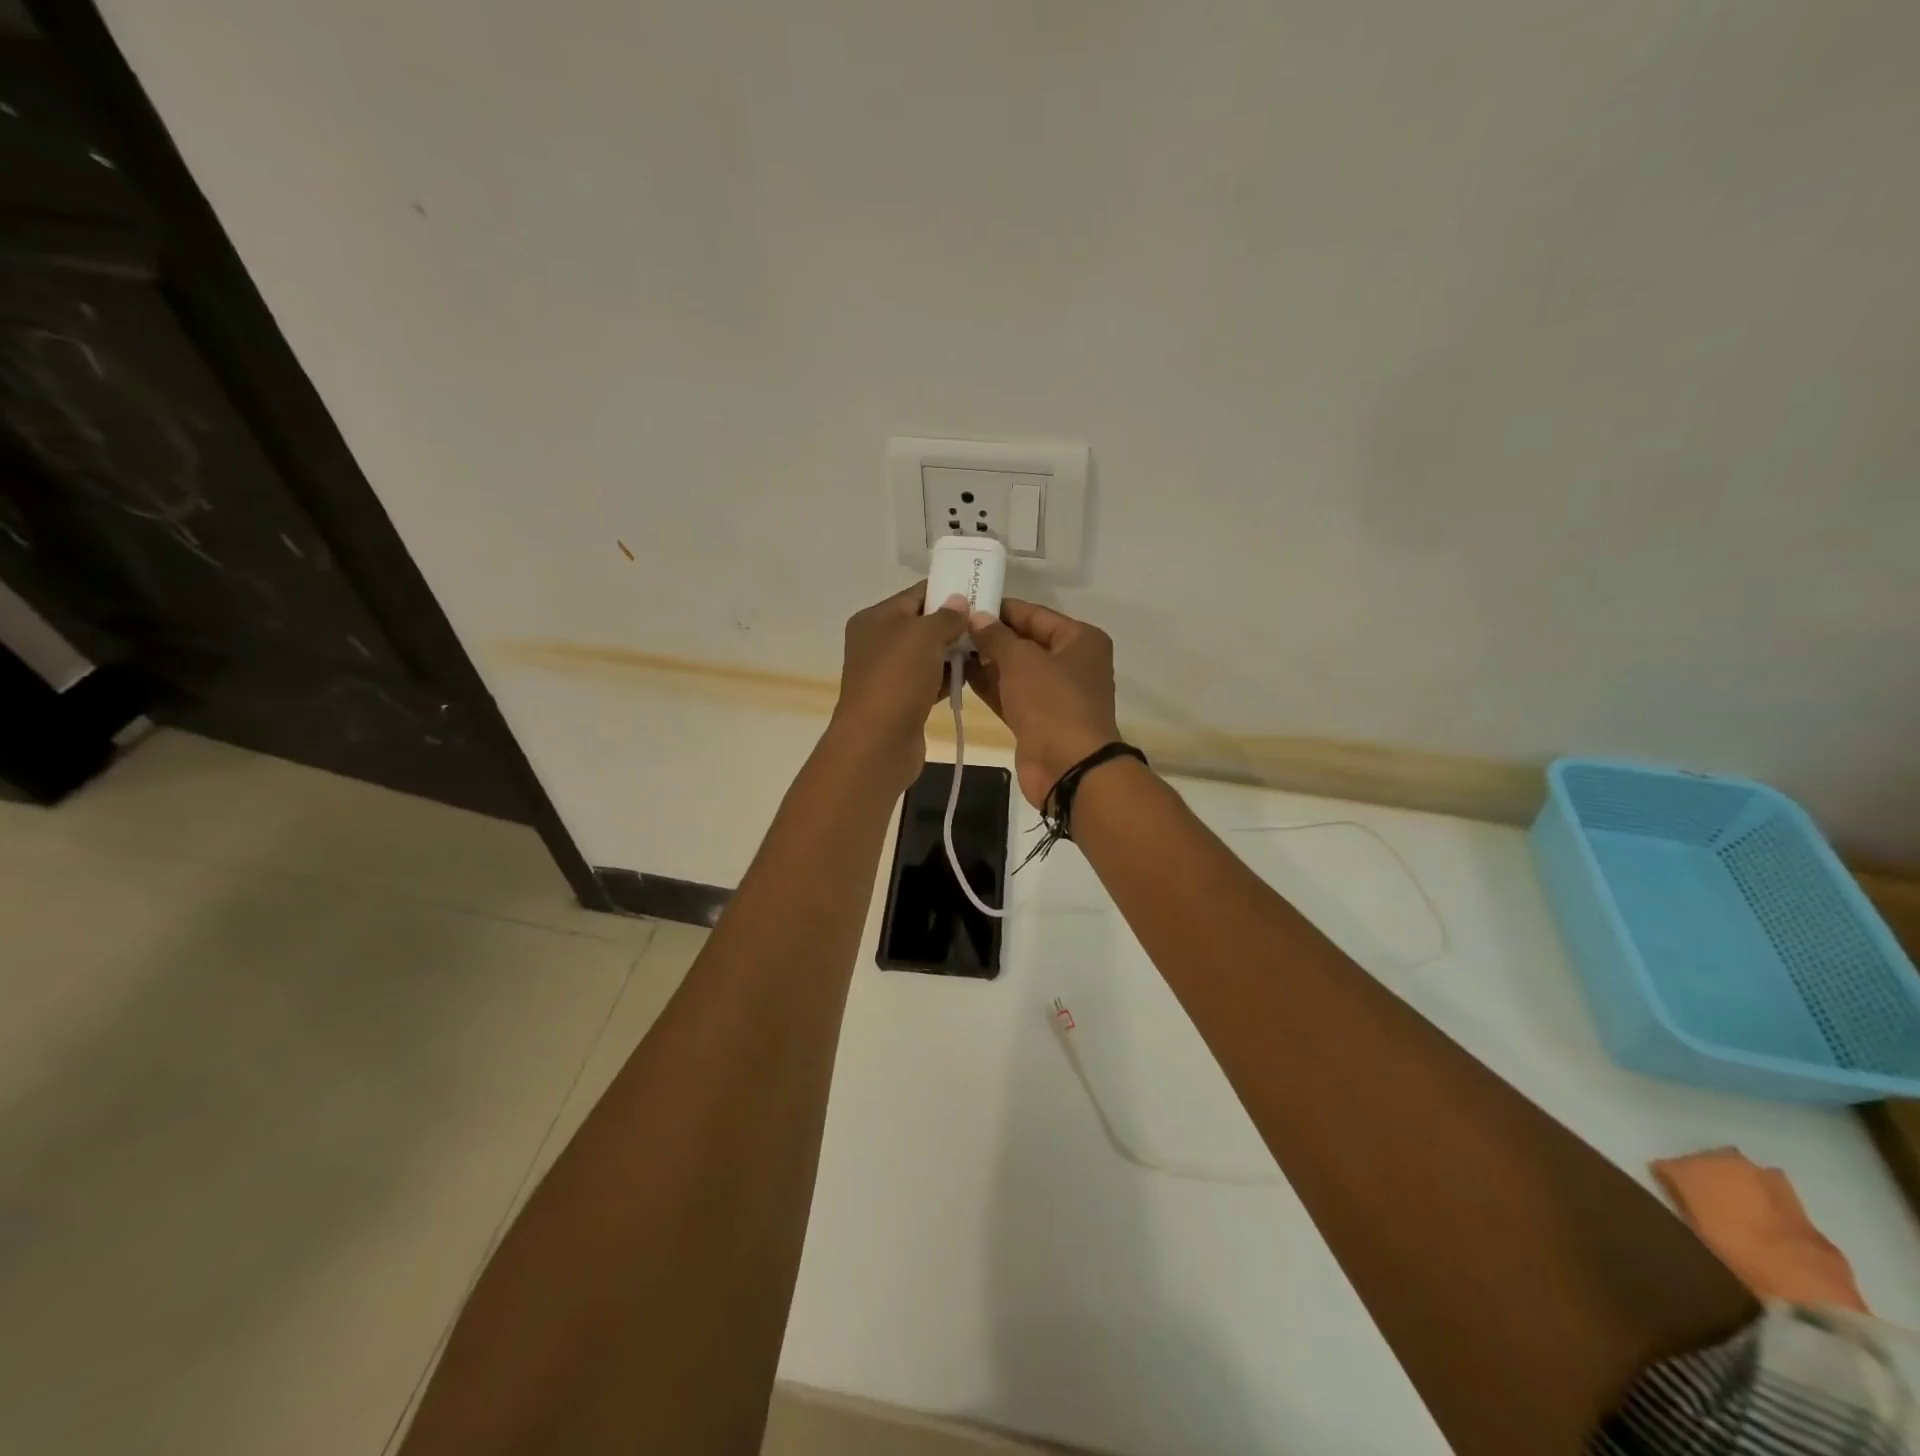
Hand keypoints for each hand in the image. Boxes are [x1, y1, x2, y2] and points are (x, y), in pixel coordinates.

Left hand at [828, 583, 969, 793]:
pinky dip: (948, 678)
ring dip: (954, 652)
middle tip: (989, 622)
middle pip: (922, 625)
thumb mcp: (924, 635)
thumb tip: (959, 602)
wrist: (878, 742)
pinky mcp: (901, 701)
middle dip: (954, 624)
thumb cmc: (898, 679)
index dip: (947, 591)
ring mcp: (888, 674)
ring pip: (928, 655)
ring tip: (987, 648)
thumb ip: (946, 616)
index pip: (916, 595)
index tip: (979, 591)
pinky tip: (972, 676)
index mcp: (875, 619)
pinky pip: (929, 681)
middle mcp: (877, 643)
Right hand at [964, 600, 1120, 809]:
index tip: (966, 602)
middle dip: (991, 636)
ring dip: (985, 662)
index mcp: (1080, 640)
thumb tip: (977, 618)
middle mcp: (1071, 663)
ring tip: (948, 648)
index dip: (1001, 609)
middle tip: (951, 626)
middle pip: (1025, 642)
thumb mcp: (1022, 660)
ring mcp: (1055, 694)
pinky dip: (989, 686)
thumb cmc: (1052, 702)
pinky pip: (1010, 695)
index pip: (1035, 614)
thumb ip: (996, 636)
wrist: (1069, 767)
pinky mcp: (1038, 720)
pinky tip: (959, 674)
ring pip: (1015, 671)